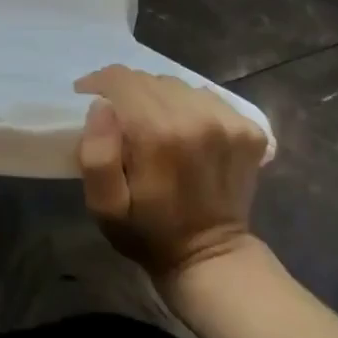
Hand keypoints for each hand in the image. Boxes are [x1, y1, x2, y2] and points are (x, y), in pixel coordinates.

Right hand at [75, 65, 267, 280]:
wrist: (212, 258)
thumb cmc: (148, 232)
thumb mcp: (105, 207)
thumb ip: (96, 155)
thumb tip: (101, 106)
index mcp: (158, 133)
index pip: (121, 79)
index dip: (99, 81)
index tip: (88, 94)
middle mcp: (196, 117)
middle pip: (150, 80)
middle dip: (129, 93)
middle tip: (121, 120)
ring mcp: (228, 122)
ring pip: (178, 86)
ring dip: (160, 99)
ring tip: (155, 126)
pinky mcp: (249, 130)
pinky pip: (207, 98)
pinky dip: (191, 108)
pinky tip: (187, 132)